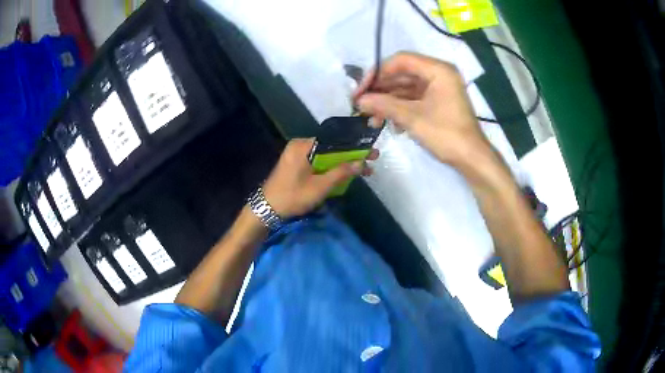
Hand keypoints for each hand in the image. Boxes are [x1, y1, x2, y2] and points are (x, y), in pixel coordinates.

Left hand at [262, 138, 378, 218]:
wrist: (266, 209)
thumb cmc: (293, 196)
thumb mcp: (320, 186)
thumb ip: (341, 173)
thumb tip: (361, 163)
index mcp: (304, 145)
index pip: (335, 140)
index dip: (354, 146)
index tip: (371, 152)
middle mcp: (300, 145)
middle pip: (331, 147)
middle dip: (351, 156)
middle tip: (370, 161)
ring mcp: (297, 154)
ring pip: (326, 155)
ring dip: (342, 163)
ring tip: (362, 171)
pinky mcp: (296, 164)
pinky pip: (318, 161)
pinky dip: (330, 167)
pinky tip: (344, 174)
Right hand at [354, 52, 491, 167]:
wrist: (471, 159)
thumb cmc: (446, 134)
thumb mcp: (413, 118)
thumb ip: (384, 105)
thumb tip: (359, 101)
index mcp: (438, 70)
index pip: (401, 60)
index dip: (378, 72)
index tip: (361, 89)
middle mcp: (438, 74)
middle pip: (402, 74)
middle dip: (381, 89)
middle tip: (361, 104)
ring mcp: (439, 89)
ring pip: (406, 88)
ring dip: (388, 102)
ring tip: (370, 118)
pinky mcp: (437, 102)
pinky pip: (414, 99)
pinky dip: (400, 108)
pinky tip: (388, 123)